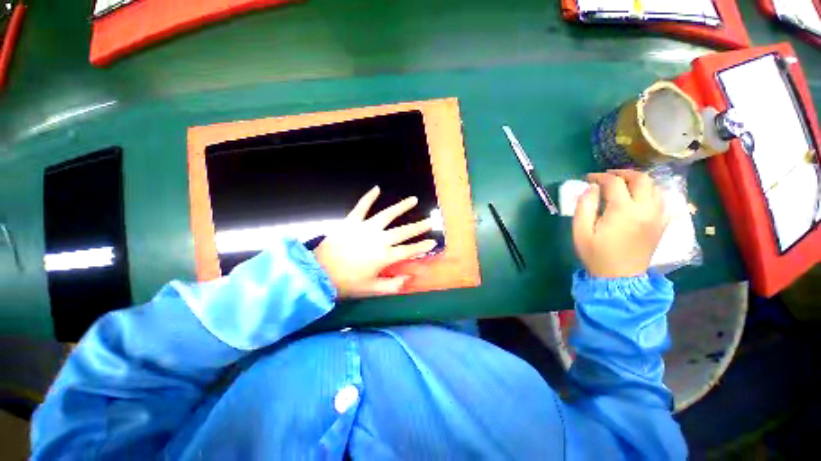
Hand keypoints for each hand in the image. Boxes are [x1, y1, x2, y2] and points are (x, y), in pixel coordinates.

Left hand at [313, 186, 436, 297]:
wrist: (319, 272)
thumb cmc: (346, 283)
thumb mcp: (371, 290)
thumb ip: (391, 286)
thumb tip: (408, 279)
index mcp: (384, 257)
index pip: (409, 251)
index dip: (422, 247)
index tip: (433, 241)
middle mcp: (379, 240)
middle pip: (403, 231)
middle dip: (418, 226)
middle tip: (430, 221)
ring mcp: (365, 228)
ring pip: (387, 215)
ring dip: (401, 207)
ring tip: (413, 200)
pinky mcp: (352, 221)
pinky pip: (361, 207)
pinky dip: (368, 197)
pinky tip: (376, 188)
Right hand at [572, 170, 668, 277]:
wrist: (619, 277)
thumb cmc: (596, 254)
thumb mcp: (581, 231)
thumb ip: (584, 207)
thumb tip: (590, 188)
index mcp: (623, 211)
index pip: (614, 183)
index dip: (600, 177)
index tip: (588, 178)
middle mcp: (645, 209)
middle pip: (641, 179)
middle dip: (623, 173)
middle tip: (608, 176)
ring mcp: (658, 217)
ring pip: (655, 187)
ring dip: (639, 181)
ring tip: (623, 184)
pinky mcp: (662, 224)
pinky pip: (663, 201)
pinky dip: (652, 193)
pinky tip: (641, 197)